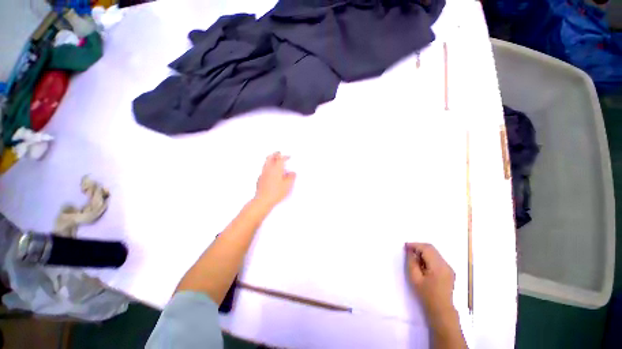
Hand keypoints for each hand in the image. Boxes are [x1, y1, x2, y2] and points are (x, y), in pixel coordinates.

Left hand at [253, 152, 295, 209]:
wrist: (263, 200)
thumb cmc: (276, 192)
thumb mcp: (288, 185)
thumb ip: (291, 177)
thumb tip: (292, 173)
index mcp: (276, 169)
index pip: (281, 158)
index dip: (285, 156)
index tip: (288, 156)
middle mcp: (269, 169)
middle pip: (271, 157)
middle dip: (276, 154)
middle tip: (279, 153)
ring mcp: (263, 173)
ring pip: (266, 162)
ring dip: (271, 159)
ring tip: (275, 161)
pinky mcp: (260, 178)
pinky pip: (264, 169)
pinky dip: (268, 167)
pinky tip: (271, 172)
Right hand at [405, 242, 456, 321]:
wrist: (441, 310)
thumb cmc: (426, 295)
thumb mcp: (415, 278)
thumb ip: (411, 262)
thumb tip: (410, 250)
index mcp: (438, 266)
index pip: (426, 248)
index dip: (415, 245)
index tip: (405, 246)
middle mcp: (445, 264)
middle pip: (431, 248)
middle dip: (419, 247)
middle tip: (408, 251)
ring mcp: (449, 268)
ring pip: (434, 252)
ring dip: (424, 252)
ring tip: (415, 259)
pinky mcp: (449, 271)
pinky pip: (437, 258)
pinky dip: (429, 257)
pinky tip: (423, 264)